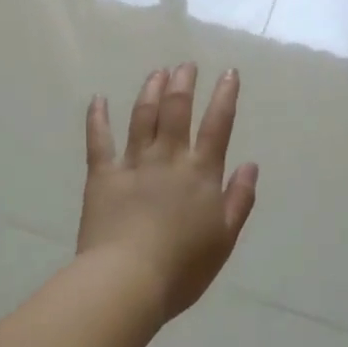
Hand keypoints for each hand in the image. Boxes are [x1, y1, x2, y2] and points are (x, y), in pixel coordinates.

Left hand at [80, 65, 258, 318]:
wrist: (128, 281)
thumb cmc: (182, 267)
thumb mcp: (224, 238)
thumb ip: (239, 199)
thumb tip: (250, 165)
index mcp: (200, 173)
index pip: (217, 125)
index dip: (225, 96)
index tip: (228, 72)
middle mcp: (169, 158)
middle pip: (177, 110)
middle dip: (183, 83)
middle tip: (186, 65)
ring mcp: (134, 163)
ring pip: (143, 116)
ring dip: (150, 91)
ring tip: (157, 72)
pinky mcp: (103, 175)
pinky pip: (99, 140)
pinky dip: (97, 118)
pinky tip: (98, 99)